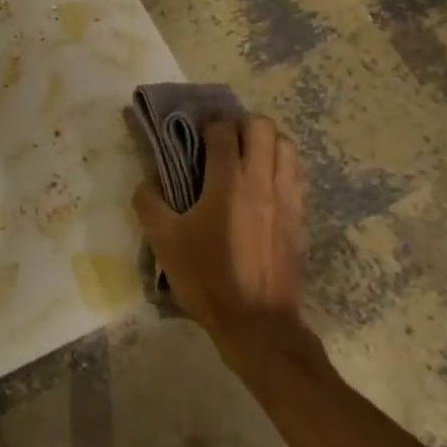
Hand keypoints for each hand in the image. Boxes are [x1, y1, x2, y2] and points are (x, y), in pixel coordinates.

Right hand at [132, 115, 312, 355]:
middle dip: (240, 124)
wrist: (256, 322)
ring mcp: (287, 198)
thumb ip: (149, 203)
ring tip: (246, 157)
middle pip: (262, 127)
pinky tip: (263, 183)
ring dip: (266, 142)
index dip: (208, 125)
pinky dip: (281, 165)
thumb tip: (147, 181)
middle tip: (221, 141)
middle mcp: (262, 182)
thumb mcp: (163, 242)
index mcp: (228, 183)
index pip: (224, 131)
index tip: (195, 134)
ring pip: (286, 145)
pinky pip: (296, 173)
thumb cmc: (206, 278)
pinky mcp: (299, 216)